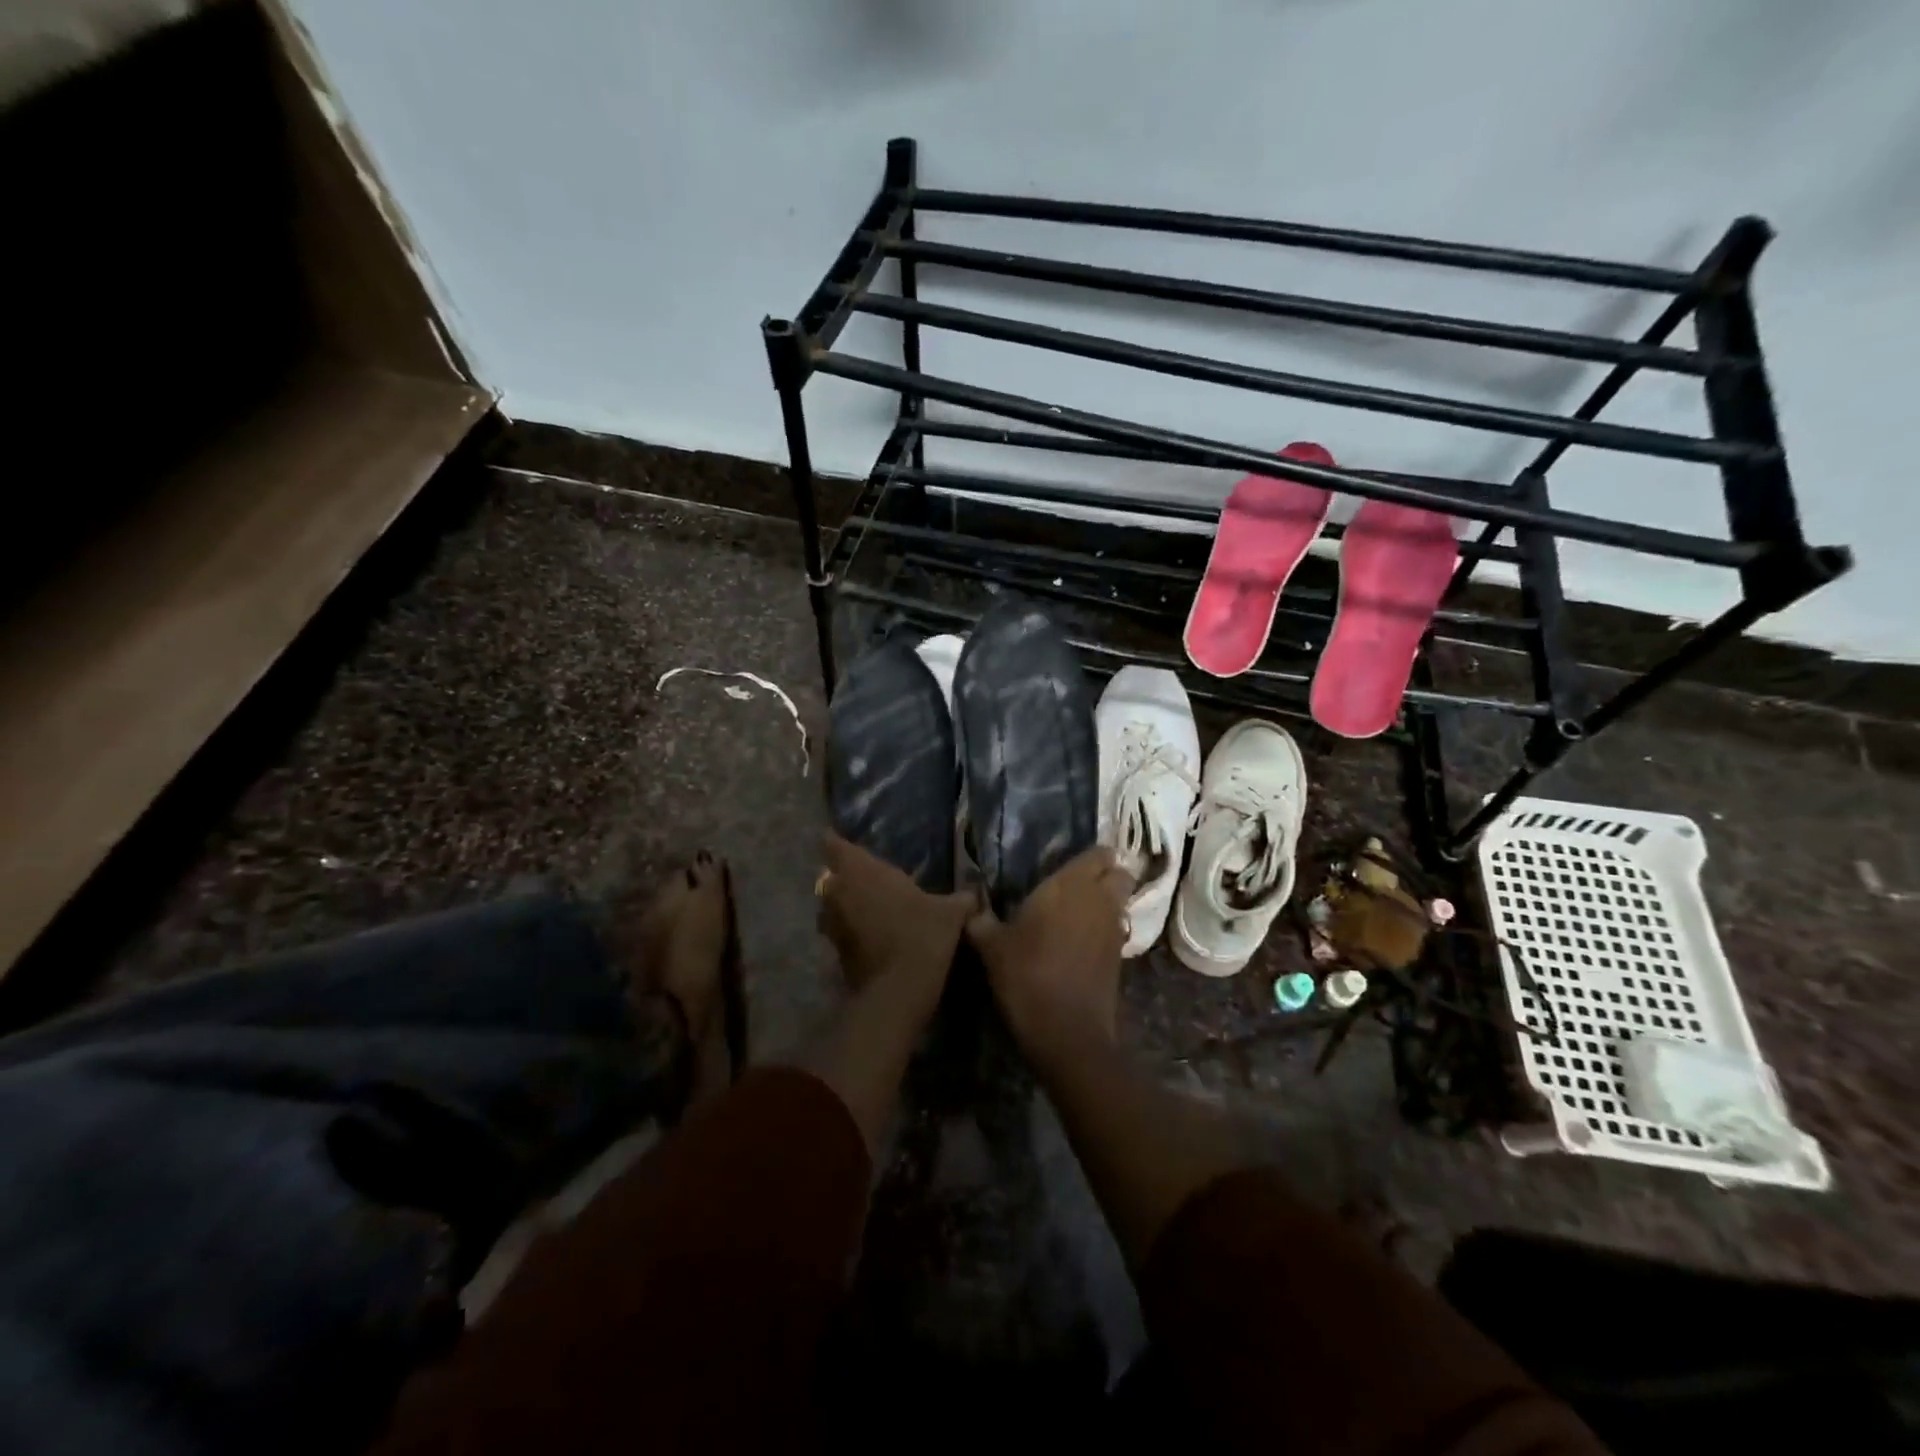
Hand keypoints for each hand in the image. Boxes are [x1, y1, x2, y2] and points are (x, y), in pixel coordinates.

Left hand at [817, 834, 975, 1009]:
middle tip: (865, 876)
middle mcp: (841, 893)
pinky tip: (872, 934)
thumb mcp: (951, 914)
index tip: (840, 838)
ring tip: (866, 905)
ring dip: (843, 904)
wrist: (897, 993)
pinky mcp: (836, 953)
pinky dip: (851, 930)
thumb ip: (960, 899)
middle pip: (830, 876)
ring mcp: (834, 925)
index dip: (836, 841)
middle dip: (843, 875)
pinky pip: (839, 931)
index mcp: (864, 872)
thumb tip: (974, 895)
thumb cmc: (922, 937)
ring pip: (830, 906)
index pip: (836, 846)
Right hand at [966, 847, 1133, 1053]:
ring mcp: (1114, 929)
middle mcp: (1099, 900)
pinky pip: (1118, 930)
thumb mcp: (991, 946)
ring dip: (1108, 903)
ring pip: (1122, 902)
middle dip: (1107, 876)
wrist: (1066, 1030)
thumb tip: (968, 904)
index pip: (1098, 854)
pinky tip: (1083, 943)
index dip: (1091, 857)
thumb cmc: (1026, 974)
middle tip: (1079, 886)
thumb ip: (980, 920)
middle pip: (1120, 874)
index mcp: (1070, 885)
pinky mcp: (1120, 958)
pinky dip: (1106, 930)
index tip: (1071, 864)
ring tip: (1079, 914)